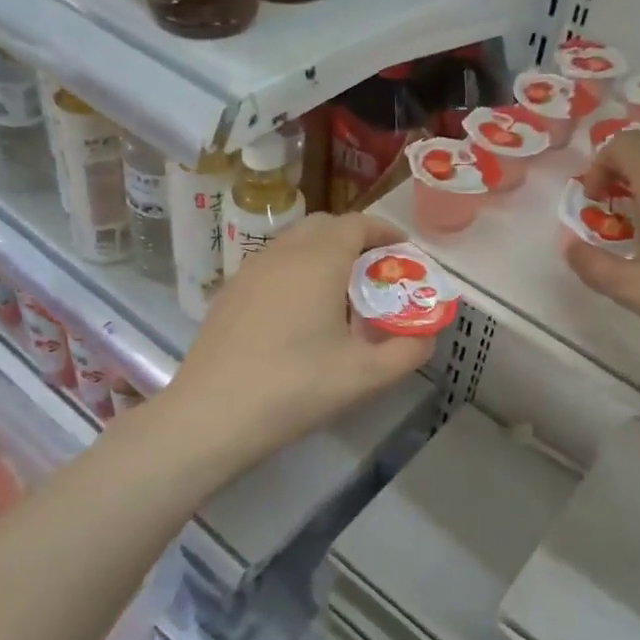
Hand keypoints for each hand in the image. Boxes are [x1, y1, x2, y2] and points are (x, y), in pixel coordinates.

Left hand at [168, 213, 435, 461]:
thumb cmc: (296, 388)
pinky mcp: (228, 293)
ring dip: (323, 255)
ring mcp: (249, 270)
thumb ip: (408, 351)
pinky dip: (295, 272)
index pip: (357, 224)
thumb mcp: (366, 376)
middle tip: (375, 275)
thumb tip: (427, 335)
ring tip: (340, 296)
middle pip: (324, 226)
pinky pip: (272, 265)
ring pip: (294, 244)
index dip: (385, 233)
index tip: (403, 254)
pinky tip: (299, 316)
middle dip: (355, 240)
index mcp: (318, 260)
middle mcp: (282, 253)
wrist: (212, 415)